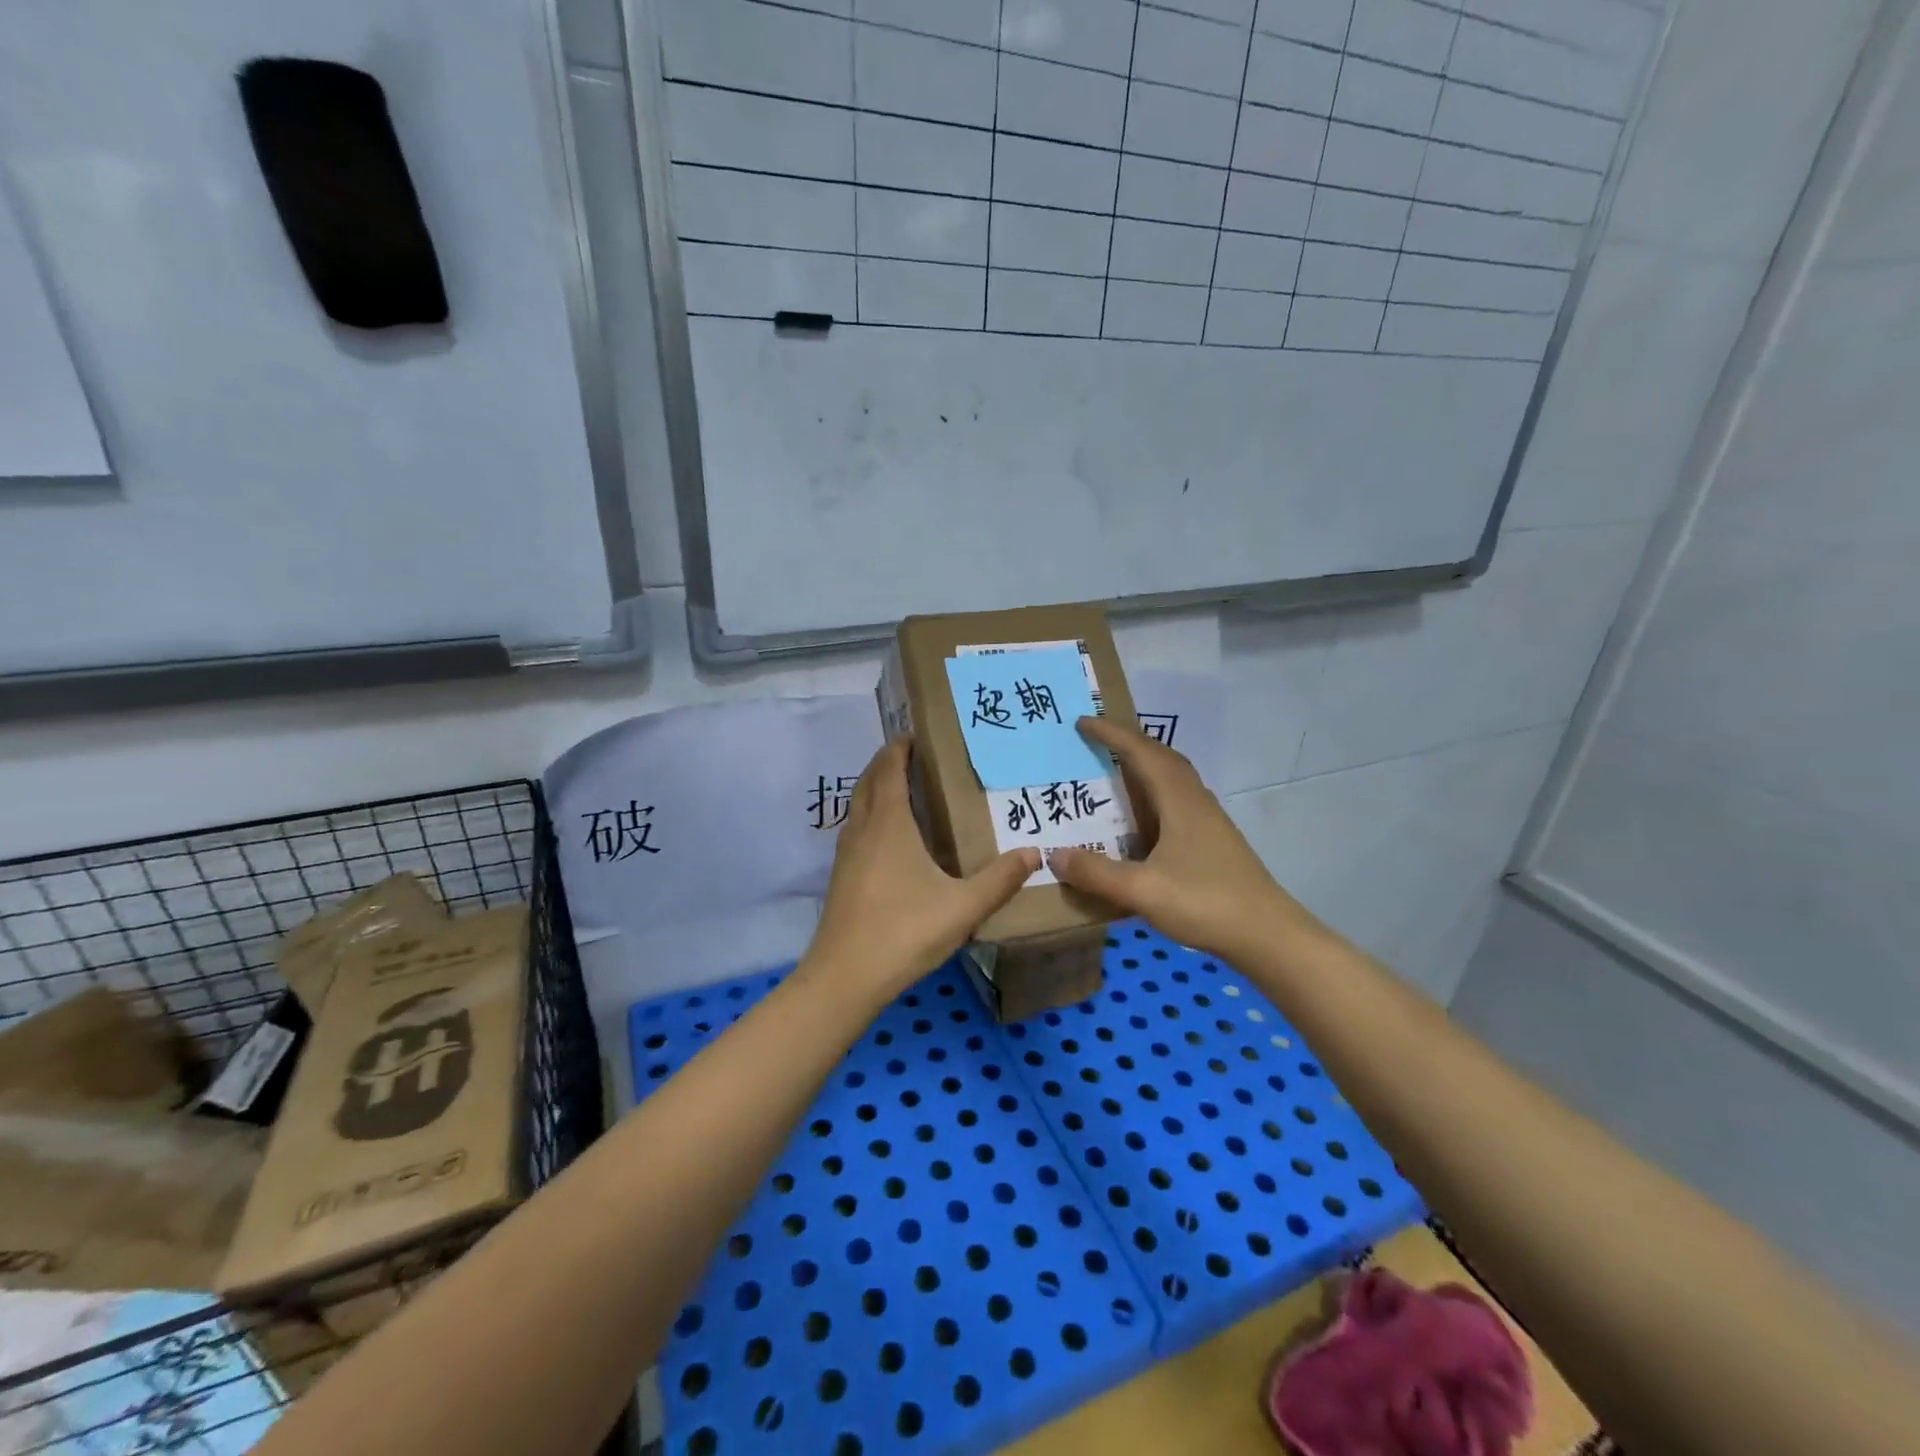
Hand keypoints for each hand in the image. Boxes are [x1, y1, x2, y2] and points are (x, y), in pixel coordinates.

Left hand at [803, 737, 1039, 1003]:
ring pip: (857, 805)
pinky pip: (855, 827)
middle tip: (913, 754)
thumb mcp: (962, 907)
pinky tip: (889, 837)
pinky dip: (870, 814)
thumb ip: (999, 879)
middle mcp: (862, 829)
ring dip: (875, 787)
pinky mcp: (841, 876)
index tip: (914, 734)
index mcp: (889, 824)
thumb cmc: (904, 931)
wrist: (844, 977)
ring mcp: (846, 853)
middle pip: (869, 781)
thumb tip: (1034, 852)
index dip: (899, 748)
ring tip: (902, 787)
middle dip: (886, 762)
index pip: (890, 770)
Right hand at [1049, 716, 1322, 964]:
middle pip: (1160, 758)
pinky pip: (1175, 802)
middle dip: (1128, 743)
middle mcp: (1195, 801)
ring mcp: (1207, 821)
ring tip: (1111, 772)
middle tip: (1095, 741)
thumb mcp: (1143, 890)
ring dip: (1142, 768)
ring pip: (1171, 780)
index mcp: (1179, 801)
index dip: (1111, 734)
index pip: (1141, 753)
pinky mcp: (1211, 842)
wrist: (1266, 935)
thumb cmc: (1205, 903)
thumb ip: (1097, 873)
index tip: (1082, 722)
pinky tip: (1138, 820)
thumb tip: (1054, 855)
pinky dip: (1151, 796)